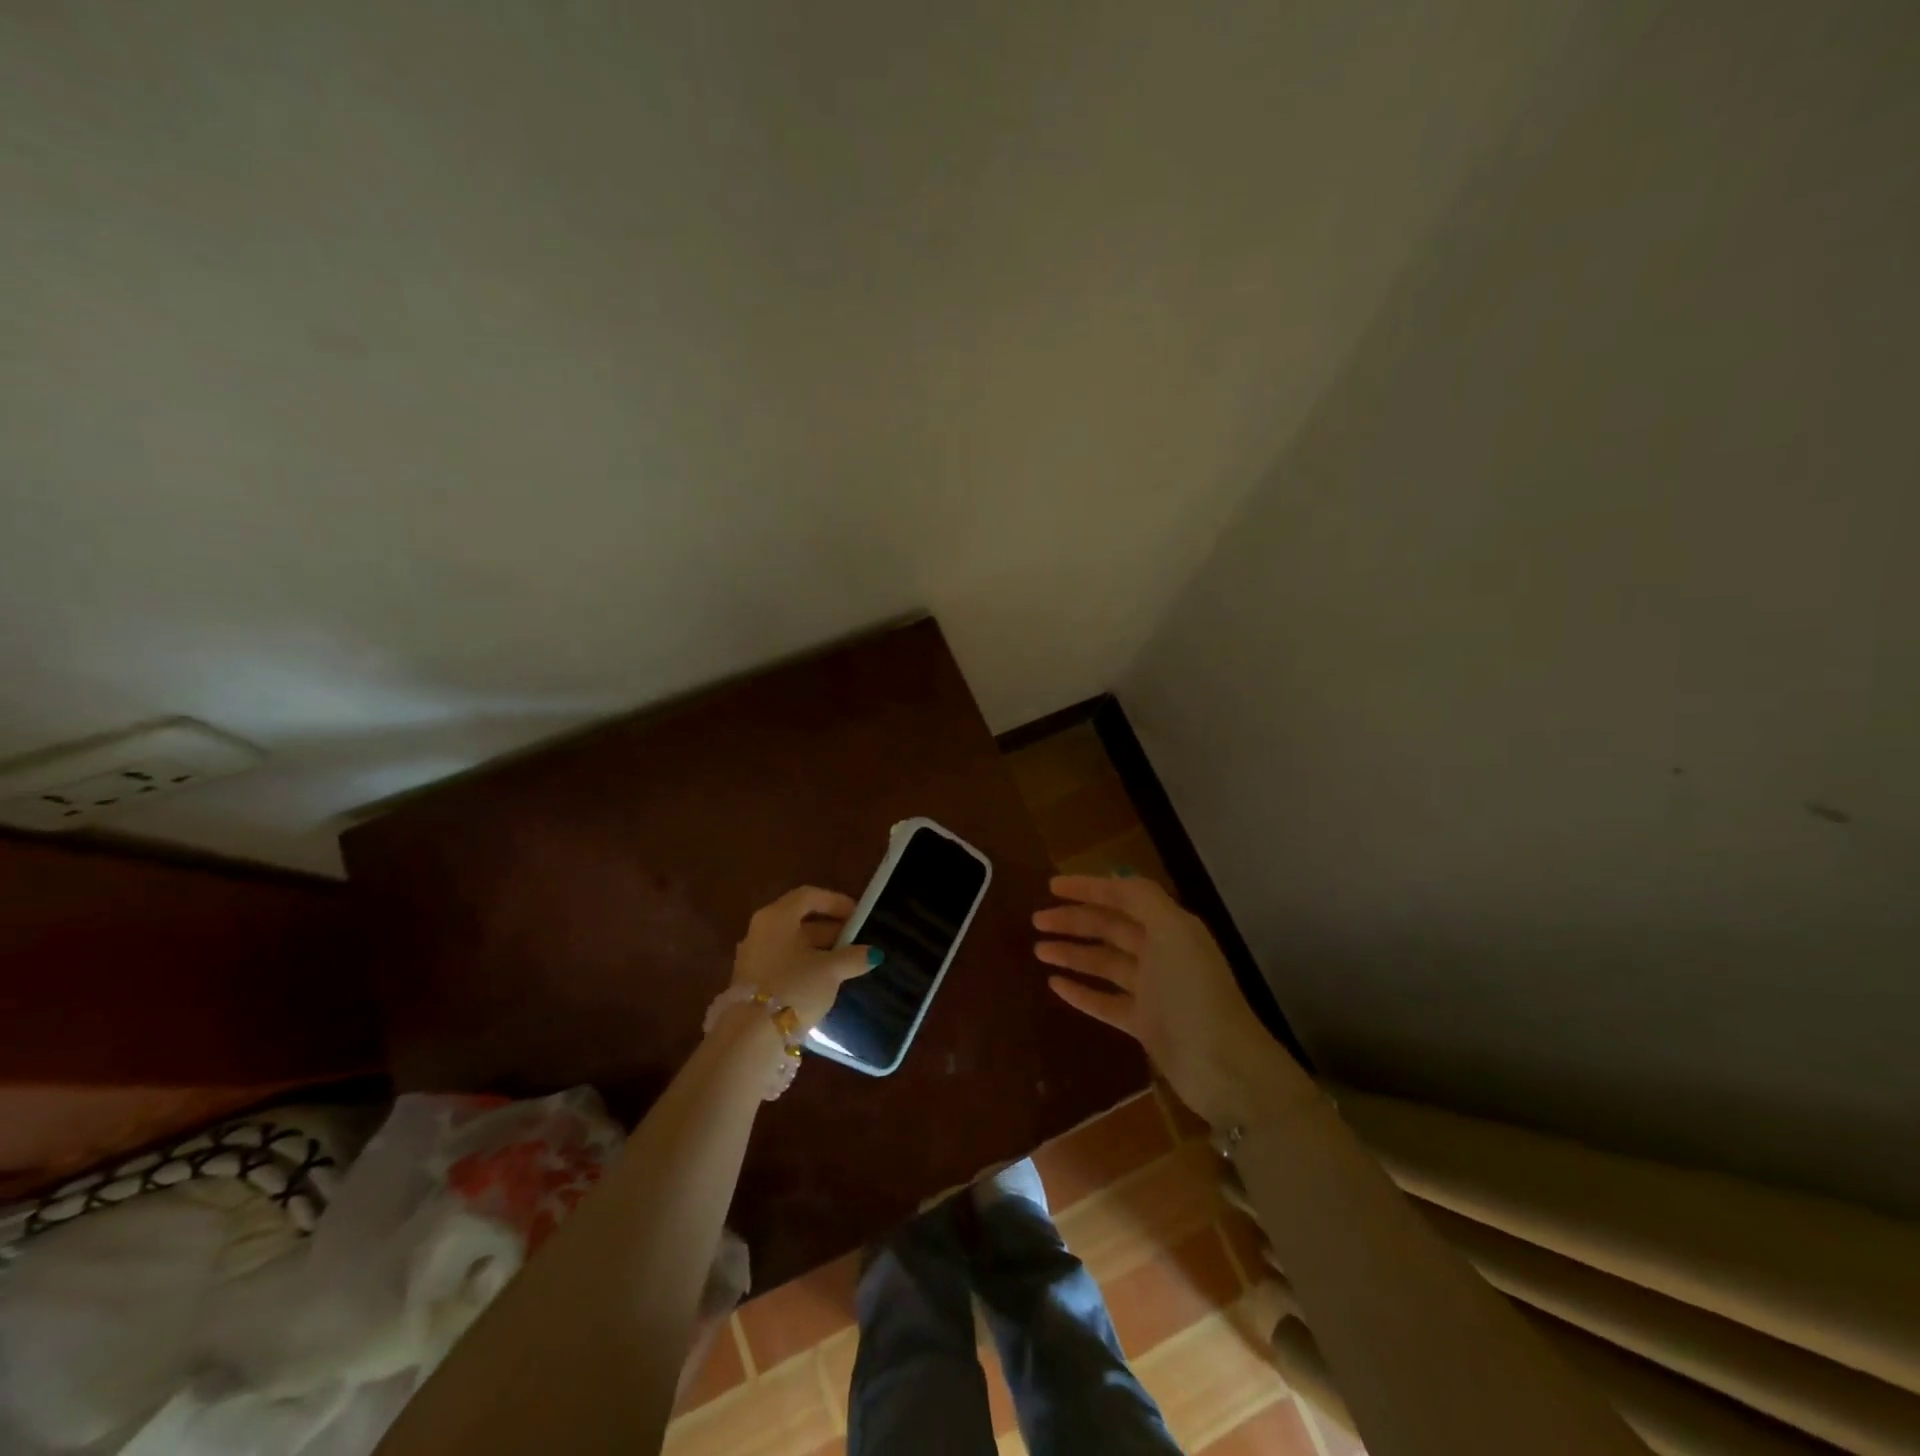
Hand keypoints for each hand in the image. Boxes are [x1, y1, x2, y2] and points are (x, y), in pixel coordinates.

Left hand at [732, 886, 878, 1030]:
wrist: (752, 1037)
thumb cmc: (794, 987)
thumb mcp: (830, 971)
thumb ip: (853, 957)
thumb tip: (874, 953)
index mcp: (776, 917)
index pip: (809, 896)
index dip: (836, 902)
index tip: (858, 915)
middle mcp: (760, 931)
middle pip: (800, 921)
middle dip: (831, 929)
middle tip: (856, 941)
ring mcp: (753, 957)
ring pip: (792, 945)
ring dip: (819, 950)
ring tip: (846, 963)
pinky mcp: (751, 982)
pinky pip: (783, 964)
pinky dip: (805, 966)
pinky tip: (824, 982)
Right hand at [1034, 875, 1305, 1128]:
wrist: (1222, 1066)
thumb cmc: (1194, 992)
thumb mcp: (1173, 932)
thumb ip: (1143, 899)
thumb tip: (1114, 877)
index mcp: (1169, 927)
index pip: (1123, 896)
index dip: (1088, 888)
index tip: (1051, 886)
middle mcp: (1160, 952)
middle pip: (1109, 927)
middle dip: (1073, 920)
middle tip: (1035, 920)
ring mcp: (1152, 990)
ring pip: (1103, 963)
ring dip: (1072, 953)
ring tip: (1038, 950)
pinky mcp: (1144, 1023)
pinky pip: (1104, 1001)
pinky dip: (1081, 991)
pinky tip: (1054, 985)